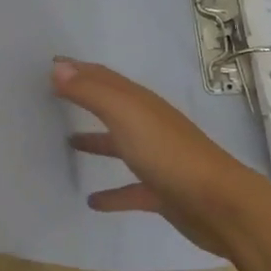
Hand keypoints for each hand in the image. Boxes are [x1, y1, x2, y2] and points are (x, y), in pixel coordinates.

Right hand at [52, 57, 270, 257]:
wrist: (219, 204)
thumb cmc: (169, 154)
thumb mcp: (126, 116)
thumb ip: (92, 92)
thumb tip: (58, 67)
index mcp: (140, 104)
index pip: (105, 79)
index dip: (79, 70)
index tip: (52, 65)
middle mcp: (149, 126)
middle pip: (113, 107)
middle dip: (87, 98)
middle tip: (55, 96)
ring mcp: (157, 159)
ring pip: (121, 145)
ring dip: (96, 141)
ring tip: (68, 142)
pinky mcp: (162, 193)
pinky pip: (130, 190)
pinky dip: (112, 194)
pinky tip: (92, 202)